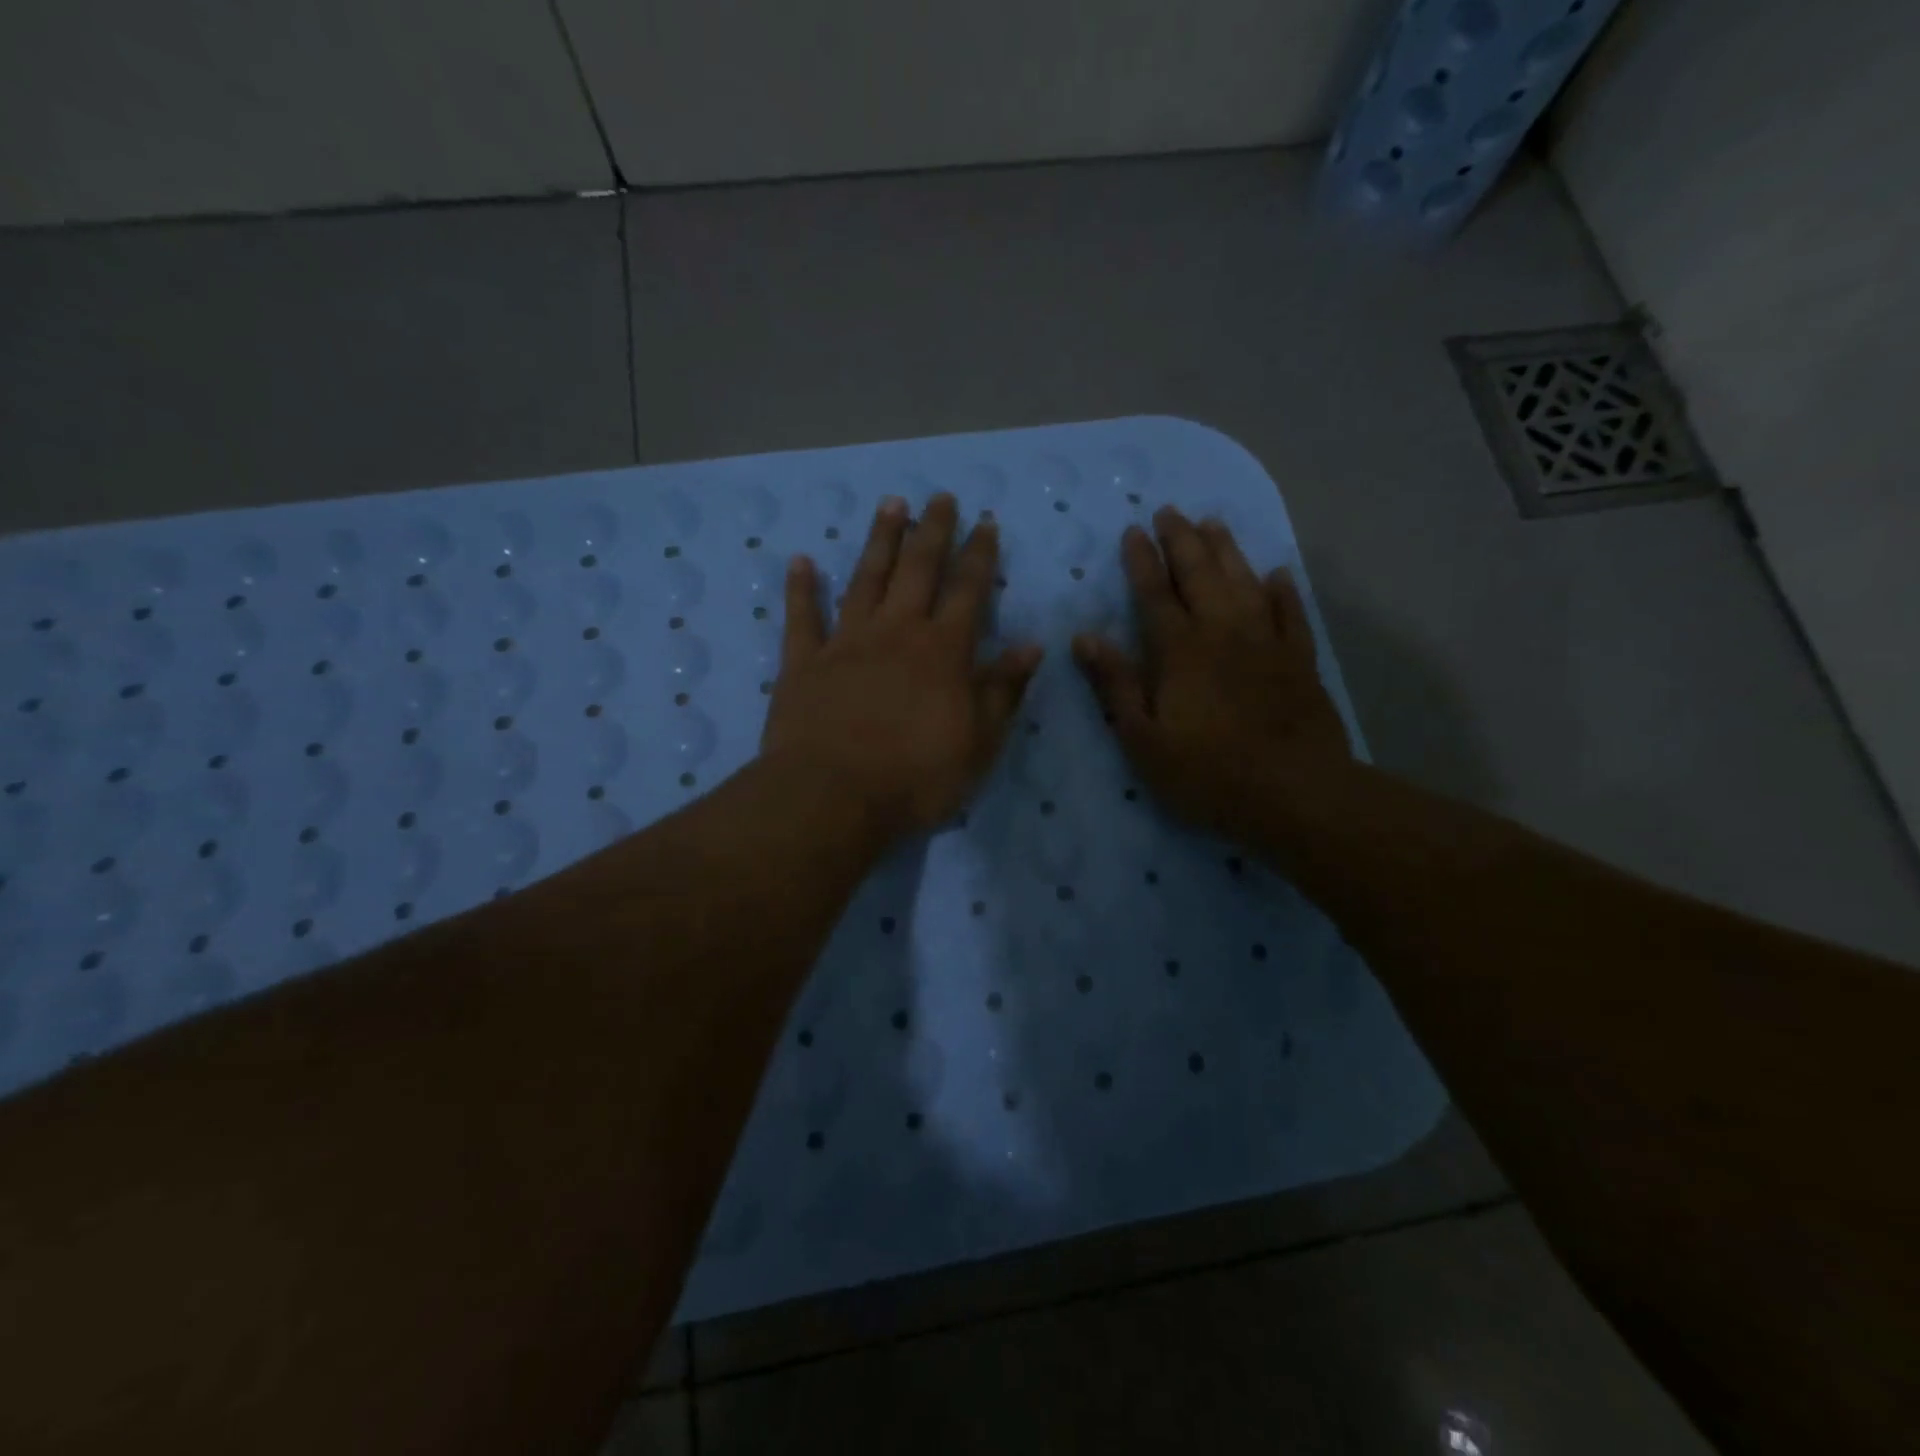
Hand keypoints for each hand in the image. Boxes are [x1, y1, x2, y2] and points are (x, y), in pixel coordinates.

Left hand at [763, 494, 1043, 839]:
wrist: (833, 796)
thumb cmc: (915, 776)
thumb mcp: (979, 743)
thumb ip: (1003, 690)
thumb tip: (1032, 645)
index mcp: (942, 651)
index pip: (968, 591)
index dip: (979, 555)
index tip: (985, 522)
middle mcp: (896, 632)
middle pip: (918, 570)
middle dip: (932, 531)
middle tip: (940, 497)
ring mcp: (846, 643)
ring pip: (866, 580)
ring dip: (880, 541)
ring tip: (890, 505)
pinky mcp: (803, 662)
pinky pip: (802, 617)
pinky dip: (801, 588)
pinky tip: (801, 561)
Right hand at [1073, 507, 1350, 839]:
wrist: (1295, 794)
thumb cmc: (1207, 773)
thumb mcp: (1143, 739)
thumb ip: (1116, 685)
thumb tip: (1085, 637)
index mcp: (1180, 651)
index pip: (1155, 593)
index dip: (1141, 560)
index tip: (1132, 530)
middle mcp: (1223, 632)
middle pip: (1200, 574)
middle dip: (1182, 540)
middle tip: (1169, 510)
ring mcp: (1266, 643)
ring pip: (1244, 582)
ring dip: (1227, 550)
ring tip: (1213, 522)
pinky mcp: (1299, 661)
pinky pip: (1290, 613)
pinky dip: (1282, 591)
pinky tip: (1277, 574)